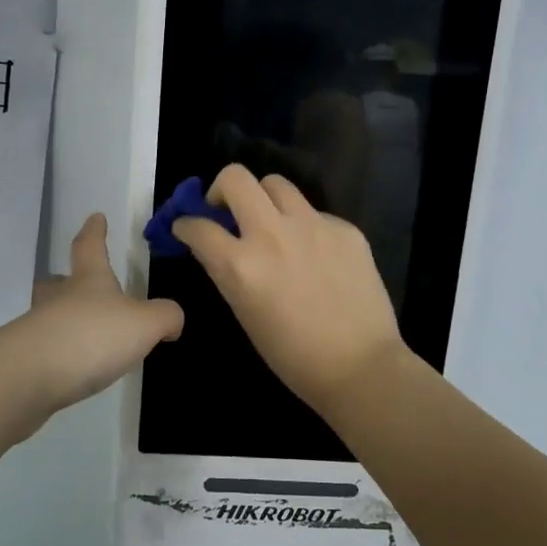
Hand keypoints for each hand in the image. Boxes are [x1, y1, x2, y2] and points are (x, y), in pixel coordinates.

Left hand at [7, 213, 183, 419]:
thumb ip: (165, 316)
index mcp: (89, 280)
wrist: (28, 377)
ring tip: (86, 335)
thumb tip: (172, 320)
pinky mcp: (26, 361)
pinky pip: (46, 350)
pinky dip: (60, 354)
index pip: (90, 245)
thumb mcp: (144, 324)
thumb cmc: (91, 337)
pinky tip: (74, 369)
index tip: (96, 217)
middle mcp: (59, 298)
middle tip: (78, 283)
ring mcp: (38, 329)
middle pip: (59, 281)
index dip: (95, 231)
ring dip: (66, 320)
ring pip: (51, 315)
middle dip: (69, 280)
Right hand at [172, 164, 408, 412]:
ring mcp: (312, 225)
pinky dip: (304, 225)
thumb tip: (217, 246)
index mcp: (241, 265)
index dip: (185, 224)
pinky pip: (314, 212)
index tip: (187, 227)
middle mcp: (272, 234)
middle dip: (221, 189)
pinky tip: (314, 253)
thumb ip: (228, 272)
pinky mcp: (344, 228)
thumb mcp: (244, 313)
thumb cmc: (293, 355)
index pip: (198, 226)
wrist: (361, 367)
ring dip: (263, 198)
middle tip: (226, 209)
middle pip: (235, 178)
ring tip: (271, 222)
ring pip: (276, 184)